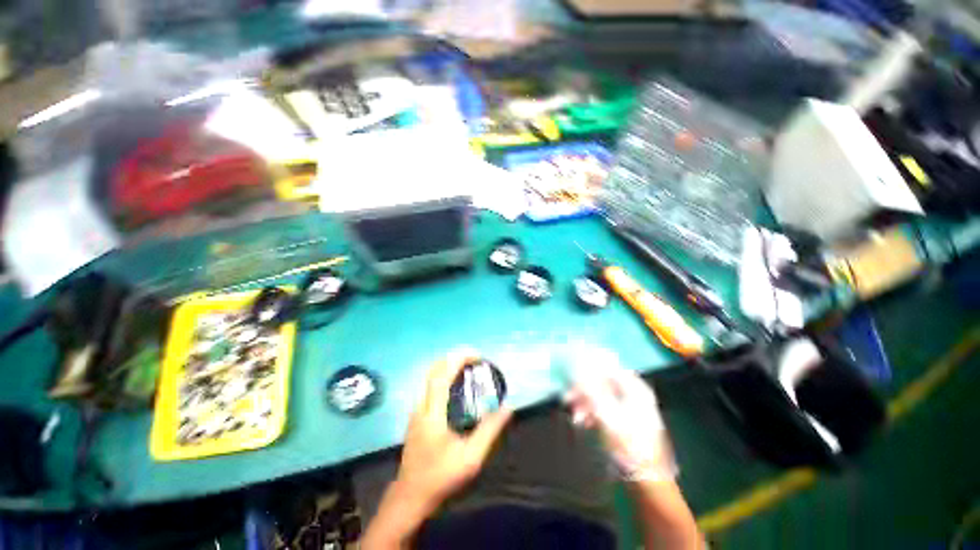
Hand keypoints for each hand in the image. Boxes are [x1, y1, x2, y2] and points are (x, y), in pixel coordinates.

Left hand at [395, 350, 513, 511]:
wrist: (410, 496)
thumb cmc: (441, 476)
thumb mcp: (471, 457)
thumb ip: (489, 430)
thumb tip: (507, 407)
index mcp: (433, 413)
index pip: (442, 375)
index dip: (459, 359)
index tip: (477, 356)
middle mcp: (421, 406)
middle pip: (434, 370)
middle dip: (454, 358)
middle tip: (474, 359)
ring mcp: (416, 410)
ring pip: (430, 377)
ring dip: (448, 366)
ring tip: (468, 368)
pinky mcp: (416, 415)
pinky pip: (430, 386)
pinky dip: (444, 376)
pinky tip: (457, 386)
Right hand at [564, 355, 674, 481]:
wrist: (646, 482)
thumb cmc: (628, 446)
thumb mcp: (606, 415)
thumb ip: (591, 389)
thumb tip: (577, 367)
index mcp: (634, 388)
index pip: (608, 365)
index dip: (588, 365)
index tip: (570, 369)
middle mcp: (633, 393)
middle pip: (602, 381)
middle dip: (583, 388)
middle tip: (567, 398)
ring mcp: (629, 407)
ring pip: (600, 395)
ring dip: (585, 402)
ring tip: (574, 415)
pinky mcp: (623, 420)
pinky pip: (603, 407)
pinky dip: (591, 411)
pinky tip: (582, 421)